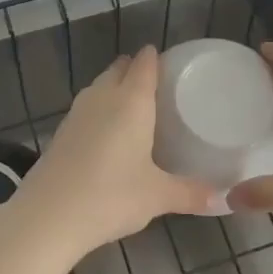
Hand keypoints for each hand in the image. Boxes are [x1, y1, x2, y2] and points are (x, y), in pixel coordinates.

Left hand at [5, 47, 217, 260]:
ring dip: (113, 87)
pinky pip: (85, 108)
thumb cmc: (111, 196)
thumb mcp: (157, 196)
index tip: (169, 62)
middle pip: (118, 69)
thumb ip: (191, 193)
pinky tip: (106, 132)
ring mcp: (76, 113)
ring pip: (98, 87)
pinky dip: (98, 110)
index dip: (155, 58)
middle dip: (134, 70)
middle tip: (156, 84)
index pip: (144, 64)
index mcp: (131, 102)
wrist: (48, 215)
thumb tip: (224, 199)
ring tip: (132, 104)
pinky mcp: (60, 132)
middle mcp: (102, 97)